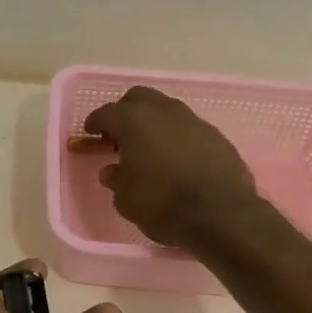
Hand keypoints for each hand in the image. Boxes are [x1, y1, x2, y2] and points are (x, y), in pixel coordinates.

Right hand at [84, 86, 258, 247]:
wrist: (221, 214)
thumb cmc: (162, 204)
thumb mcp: (125, 198)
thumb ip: (115, 179)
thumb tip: (112, 171)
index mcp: (134, 121)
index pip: (107, 113)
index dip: (95, 122)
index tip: (90, 132)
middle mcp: (164, 111)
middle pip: (138, 98)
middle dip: (125, 111)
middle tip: (118, 134)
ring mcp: (193, 120)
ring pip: (166, 109)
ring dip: (152, 122)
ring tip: (147, 146)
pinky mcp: (216, 135)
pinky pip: (187, 128)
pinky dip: (175, 136)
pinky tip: (174, 157)